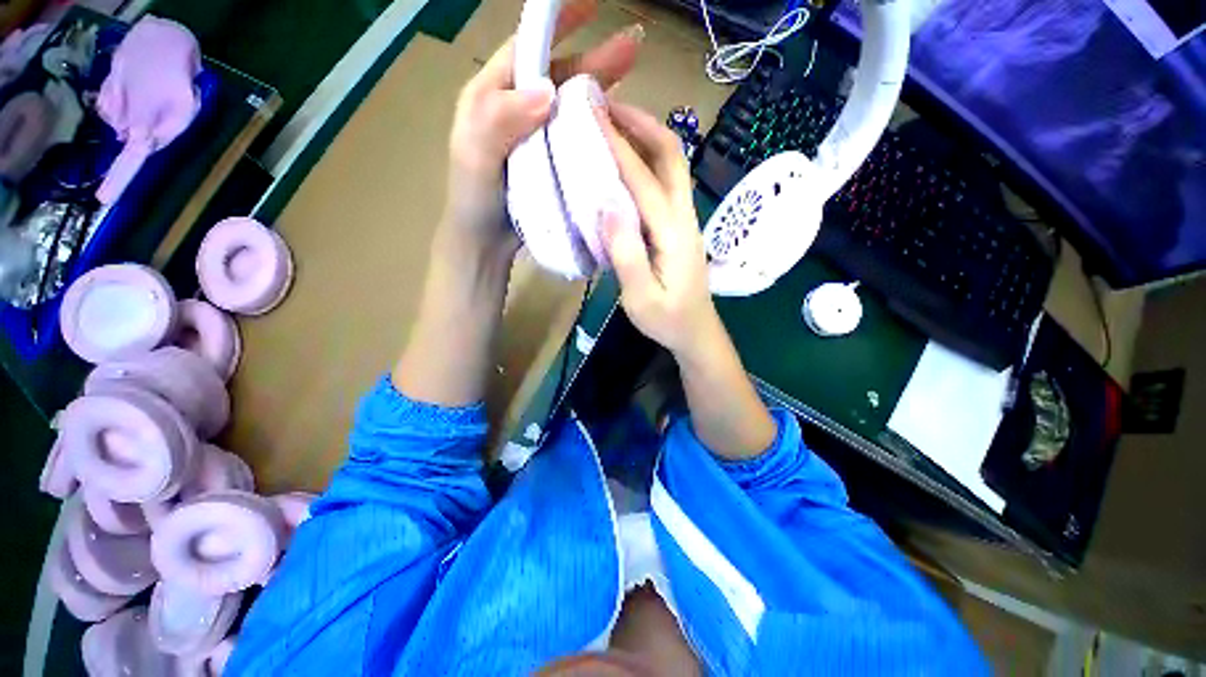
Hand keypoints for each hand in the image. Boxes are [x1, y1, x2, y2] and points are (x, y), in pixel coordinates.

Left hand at [441, 0, 642, 263]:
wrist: (486, 243)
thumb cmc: (474, 199)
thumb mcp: (475, 156)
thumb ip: (500, 120)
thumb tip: (547, 89)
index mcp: (493, 96)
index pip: (527, 48)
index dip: (558, 25)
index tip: (591, 7)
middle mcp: (518, 110)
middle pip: (558, 75)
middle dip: (594, 59)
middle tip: (633, 47)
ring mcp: (538, 138)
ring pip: (572, 106)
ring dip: (601, 90)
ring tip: (633, 77)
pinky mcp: (552, 163)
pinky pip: (577, 139)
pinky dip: (596, 130)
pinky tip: (617, 127)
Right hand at [595, 101, 722, 359]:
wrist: (696, 332)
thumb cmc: (667, 320)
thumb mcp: (641, 297)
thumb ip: (626, 254)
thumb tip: (607, 206)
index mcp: (673, 233)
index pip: (644, 179)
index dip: (618, 145)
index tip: (591, 114)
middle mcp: (684, 216)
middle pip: (672, 156)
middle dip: (642, 123)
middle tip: (607, 105)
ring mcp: (685, 219)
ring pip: (672, 166)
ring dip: (646, 137)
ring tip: (614, 122)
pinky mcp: (679, 226)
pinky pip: (666, 183)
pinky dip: (648, 161)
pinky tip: (626, 163)